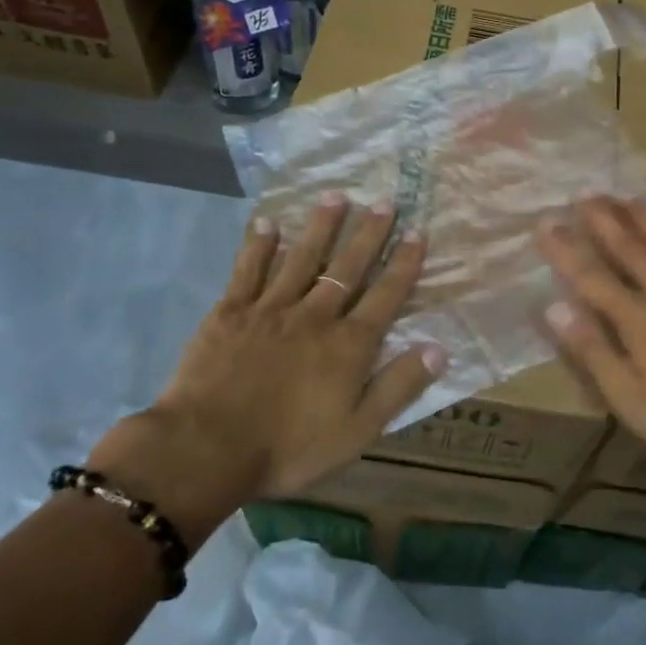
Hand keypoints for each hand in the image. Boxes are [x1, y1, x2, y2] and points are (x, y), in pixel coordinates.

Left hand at [89, 195, 443, 524]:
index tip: (418, 232)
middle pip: (348, 267)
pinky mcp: (230, 312)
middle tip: (384, 200)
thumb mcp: (357, 431)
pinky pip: (248, 271)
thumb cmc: (288, 448)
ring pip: (302, 258)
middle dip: (369, 233)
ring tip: (335, 195)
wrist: (206, 449)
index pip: (385, 295)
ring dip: (320, 226)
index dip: (404, 263)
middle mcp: (315, 316)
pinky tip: (266, 223)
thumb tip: (439, 349)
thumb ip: (398, 387)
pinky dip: (258, 246)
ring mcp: (270, 309)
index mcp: (348, 344)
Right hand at [536, 197, 645, 482]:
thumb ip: (592, 349)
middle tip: (586, 193)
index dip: (566, 248)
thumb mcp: (629, 396)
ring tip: (628, 196)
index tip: (545, 220)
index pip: (591, 276)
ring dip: (645, 219)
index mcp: (635, 318)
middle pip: (630, 249)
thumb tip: (554, 305)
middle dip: (605, 220)